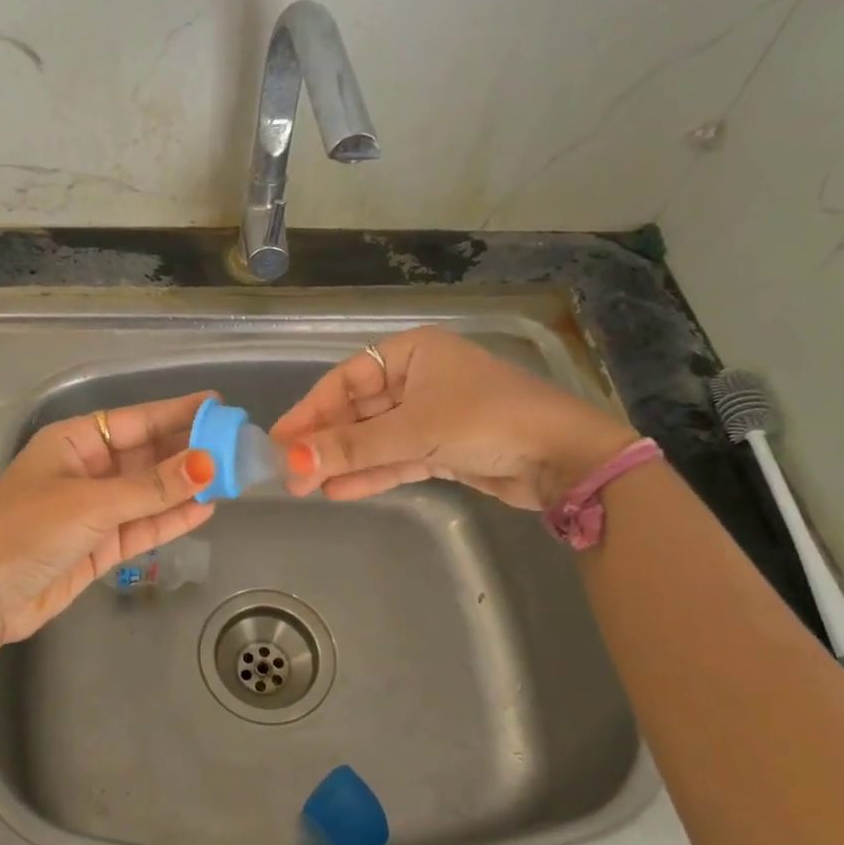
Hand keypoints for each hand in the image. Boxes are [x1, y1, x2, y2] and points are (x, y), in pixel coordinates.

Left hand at [0, 392, 216, 642]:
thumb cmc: (29, 530)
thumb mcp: (93, 503)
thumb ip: (153, 487)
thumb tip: (208, 464)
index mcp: (74, 441)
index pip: (136, 420)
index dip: (177, 413)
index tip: (217, 405)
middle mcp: (87, 469)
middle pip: (147, 455)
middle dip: (188, 452)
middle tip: (235, 445)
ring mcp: (95, 509)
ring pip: (149, 492)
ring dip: (185, 487)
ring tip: (231, 477)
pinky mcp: (101, 545)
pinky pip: (143, 525)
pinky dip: (171, 519)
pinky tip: (205, 509)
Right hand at [270, 326, 637, 510]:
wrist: (565, 459)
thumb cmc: (487, 421)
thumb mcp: (413, 431)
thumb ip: (352, 447)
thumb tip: (291, 461)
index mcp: (413, 353)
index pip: (345, 380)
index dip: (310, 410)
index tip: (279, 440)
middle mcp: (419, 379)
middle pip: (358, 410)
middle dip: (326, 441)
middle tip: (288, 471)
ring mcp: (432, 415)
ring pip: (375, 437)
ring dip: (344, 461)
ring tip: (305, 486)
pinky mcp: (443, 448)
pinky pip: (396, 458)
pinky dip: (371, 473)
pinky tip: (338, 491)